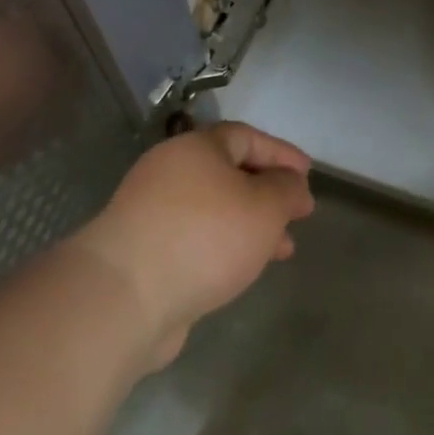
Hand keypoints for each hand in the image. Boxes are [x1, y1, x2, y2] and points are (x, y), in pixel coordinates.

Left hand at [75, 122, 314, 368]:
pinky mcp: (145, 252)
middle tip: (299, 215)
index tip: (308, 176)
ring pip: (216, 210)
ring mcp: (153, 213)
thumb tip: (291, 184)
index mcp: (196, 149)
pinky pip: (198, 238)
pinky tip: (244, 269)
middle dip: (269, 194)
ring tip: (282, 250)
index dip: (281, 153)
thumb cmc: (205, 237)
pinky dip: (227, 247)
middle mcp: (170, 173)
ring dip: (252, 225)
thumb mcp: (265, 206)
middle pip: (229, 173)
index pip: (246, 137)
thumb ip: (287, 190)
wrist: (125, 297)